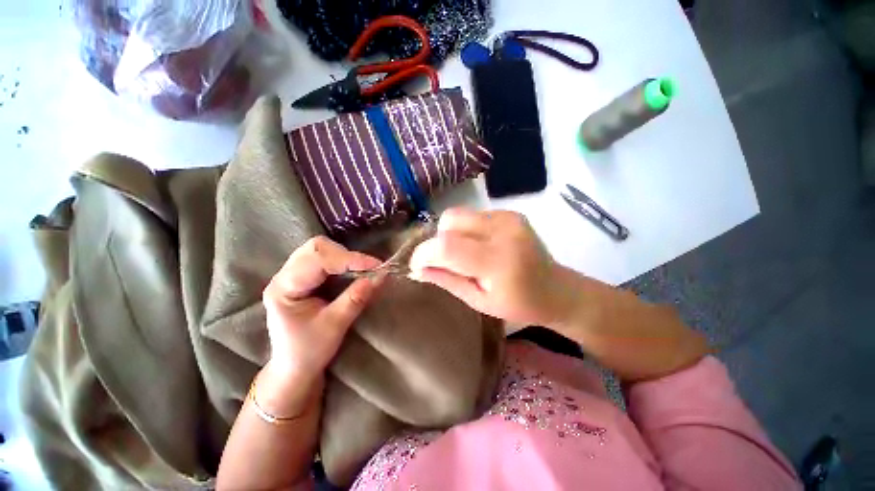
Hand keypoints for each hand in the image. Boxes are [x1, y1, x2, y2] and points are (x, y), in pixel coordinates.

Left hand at [262, 237, 383, 381]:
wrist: (294, 368)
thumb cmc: (308, 352)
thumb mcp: (334, 326)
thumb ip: (355, 299)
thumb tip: (379, 277)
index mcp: (284, 288)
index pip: (318, 260)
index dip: (350, 259)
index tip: (376, 266)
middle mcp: (285, 276)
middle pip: (316, 248)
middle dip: (346, 254)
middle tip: (368, 268)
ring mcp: (293, 275)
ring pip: (320, 249)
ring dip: (345, 256)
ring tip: (362, 269)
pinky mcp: (304, 278)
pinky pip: (324, 258)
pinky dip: (343, 261)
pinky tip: (353, 271)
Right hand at [408, 208, 707, 381]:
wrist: (556, 289)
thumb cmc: (518, 304)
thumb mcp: (478, 301)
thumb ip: (446, 280)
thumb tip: (417, 269)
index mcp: (497, 261)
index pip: (447, 246)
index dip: (424, 253)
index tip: (417, 265)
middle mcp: (503, 231)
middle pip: (449, 221)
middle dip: (437, 241)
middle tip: (445, 261)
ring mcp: (508, 218)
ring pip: (458, 215)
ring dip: (451, 234)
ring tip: (465, 254)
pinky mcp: (510, 213)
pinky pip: (472, 215)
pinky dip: (466, 230)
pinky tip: (479, 245)